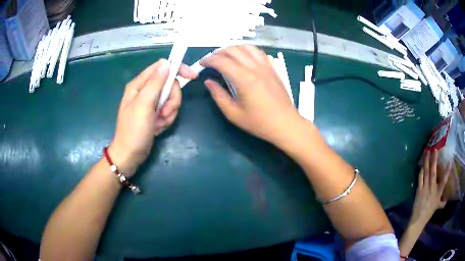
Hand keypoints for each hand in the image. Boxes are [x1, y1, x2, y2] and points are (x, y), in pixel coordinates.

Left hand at [109, 59, 197, 175]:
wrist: (130, 155)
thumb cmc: (134, 130)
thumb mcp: (143, 104)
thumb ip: (155, 83)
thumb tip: (166, 63)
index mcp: (139, 84)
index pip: (162, 67)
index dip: (177, 69)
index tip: (192, 77)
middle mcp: (145, 91)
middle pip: (169, 85)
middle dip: (172, 100)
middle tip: (164, 113)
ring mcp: (150, 103)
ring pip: (171, 99)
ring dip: (169, 112)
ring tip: (159, 123)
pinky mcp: (155, 113)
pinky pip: (168, 110)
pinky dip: (166, 119)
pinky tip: (158, 127)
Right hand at [200, 45, 301, 146]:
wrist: (285, 124)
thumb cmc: (259, 122)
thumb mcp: (233, 114)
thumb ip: (218, 96)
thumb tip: (208, 82)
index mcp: (244, 79)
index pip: (222, 61)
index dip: (208, 60)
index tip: (201, 63)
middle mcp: (255, 68)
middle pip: (233, 50)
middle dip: (218, 52)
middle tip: (211, 60)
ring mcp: (266, 66)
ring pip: (246, 47)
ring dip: (233, 48)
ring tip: (225, 56)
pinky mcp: (272, 68)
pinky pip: (258, 52)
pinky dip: (247, 50)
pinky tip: (243, 57)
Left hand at [410, 150, 450, 225]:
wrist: (418, 221)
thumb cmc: (429, 213)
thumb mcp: (437, 207)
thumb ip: (442, 203)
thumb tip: (446, 202)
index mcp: (438, 192)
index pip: (444, 180)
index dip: (447, 171)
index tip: (450, 162)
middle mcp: (432, 188)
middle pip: (433, 172)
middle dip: (434, 160)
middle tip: (434, 149)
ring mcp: (425, 188)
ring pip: (426, 172)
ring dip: (426, 161)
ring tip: (427, 151)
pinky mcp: (419, 190)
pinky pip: (420, 178)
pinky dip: (421, 171)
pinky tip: (421, 164)